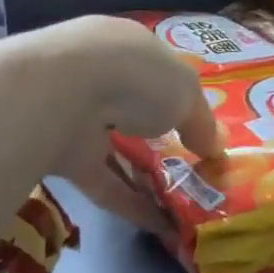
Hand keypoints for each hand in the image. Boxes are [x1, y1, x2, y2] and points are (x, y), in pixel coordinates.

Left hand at [26, 16, 222, 234]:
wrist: (59, 95)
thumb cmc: (135, 76)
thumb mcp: (185, 92)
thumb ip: (201, 120)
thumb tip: (215, 148)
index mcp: (124, 46)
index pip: (153, 69)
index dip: (176, 96)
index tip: (197, 125)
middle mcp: (96, 75)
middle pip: (130, 108)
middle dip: (157, 136)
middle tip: (190, 167)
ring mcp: (73, 115)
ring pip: (114, 148)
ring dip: (144, 175)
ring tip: (181, 203)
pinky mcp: (60, 156)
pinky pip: (102, 182)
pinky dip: (130, 204)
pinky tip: (161, 226)